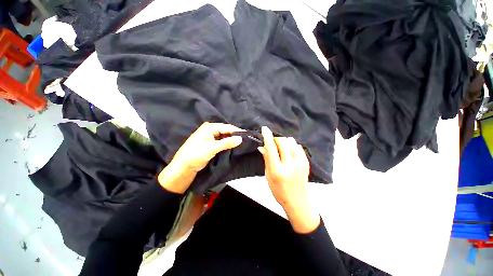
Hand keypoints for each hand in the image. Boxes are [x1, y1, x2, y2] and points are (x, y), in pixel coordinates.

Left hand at [158, 122, 243, 193]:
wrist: (184, 166)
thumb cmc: (196, 154)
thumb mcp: (212, 148)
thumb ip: (227, 142)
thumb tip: (240, 138)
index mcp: (209, 127)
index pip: (226, 127)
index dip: (237, 130)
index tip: (247, 134)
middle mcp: (210, 130)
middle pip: (226, 131)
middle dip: (235, 135)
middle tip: (246, 139)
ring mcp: (210, 137)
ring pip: (224, 136)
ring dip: (231, 139)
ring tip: (242, 142)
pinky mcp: (211, 143)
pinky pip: (222, 141)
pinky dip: (227, 143)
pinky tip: (234, 145)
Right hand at [258, 126, 319, 232]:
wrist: (297, 201)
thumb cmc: (279, 190)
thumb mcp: (268, 176)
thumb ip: (266, 159)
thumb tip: (262, 146)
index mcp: (278, 171)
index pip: (271, 149)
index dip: (267, 137)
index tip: (264, 129)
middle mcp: (290, 165)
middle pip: (283, 142)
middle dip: (275, 138)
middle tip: (271, 141)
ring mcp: (300, 163)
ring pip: (291, 142)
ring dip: (284, 142)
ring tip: (280, 148)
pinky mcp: (306, 162)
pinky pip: (298, 146)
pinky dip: (291, 145)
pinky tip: (288, 152)